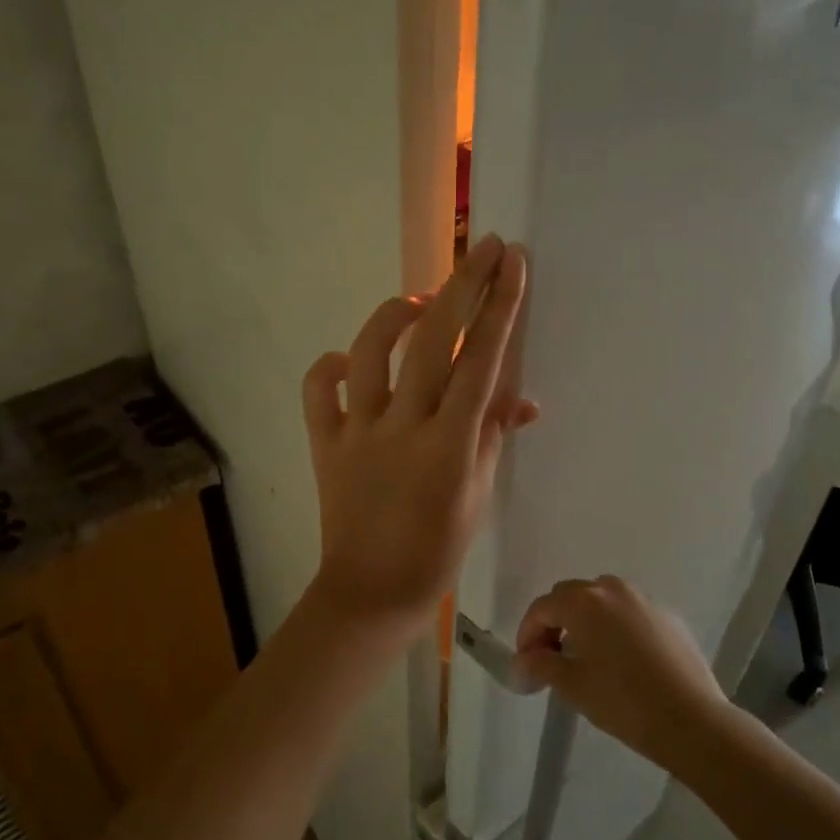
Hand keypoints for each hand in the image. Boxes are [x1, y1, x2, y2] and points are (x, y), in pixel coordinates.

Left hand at [302, 235, 537, 629]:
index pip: (482, 361)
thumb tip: (521, 394)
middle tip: (485, 248)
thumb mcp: (479, 495)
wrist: (370, 592)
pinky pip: (319, 391)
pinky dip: (331, 367)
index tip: (513, 264)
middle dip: (462, 286)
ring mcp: (358, 431)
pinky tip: (349, 360)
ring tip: (418, 302)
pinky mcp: (324, 442)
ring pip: (371, 351)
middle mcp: (402, 426)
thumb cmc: (436, 550)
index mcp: (450, 444)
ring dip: (395, 314)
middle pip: (434, 340)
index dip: (500, 307)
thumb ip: (494, 435)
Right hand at [513, 576, 728, 773]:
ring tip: (585, 657)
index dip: (527, 634)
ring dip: (585, 621)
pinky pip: (630, 614)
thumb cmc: (622, 701)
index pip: (542, 608)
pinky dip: (616, 628)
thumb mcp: (572, 685)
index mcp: (584, 601)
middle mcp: (613, 590)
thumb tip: (520, 663)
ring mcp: (644, 601)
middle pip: (570, 597)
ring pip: (602, 602)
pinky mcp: (669, 618)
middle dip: (554, 623)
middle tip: (550, 659)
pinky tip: (622, 662)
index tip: (526, 665)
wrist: (692, 720)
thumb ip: (540, 666)